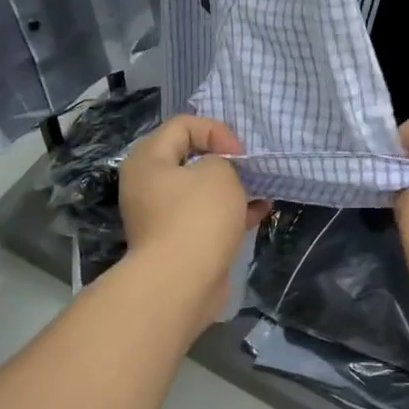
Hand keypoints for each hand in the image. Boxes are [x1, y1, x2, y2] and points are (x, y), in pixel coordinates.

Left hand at [119, 115, 268, 323]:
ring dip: (231, 188)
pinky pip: (207, 217)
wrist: (182, 282)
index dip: (215, 131)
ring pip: (201, 191)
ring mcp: (161, 216)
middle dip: (224, 161)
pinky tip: (260, 212)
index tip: (239, 154)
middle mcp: (148, 185)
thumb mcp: (218, 172)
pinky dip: (231, 212)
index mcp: (148, 160)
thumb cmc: (197, 217)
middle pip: (190, 158)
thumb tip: (218, 175)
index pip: (182, 125)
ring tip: (260, 190)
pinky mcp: (179, 242)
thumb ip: (222, 162)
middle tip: (247, 170)